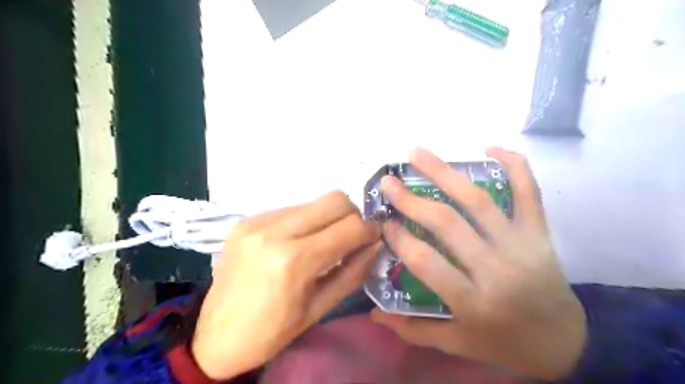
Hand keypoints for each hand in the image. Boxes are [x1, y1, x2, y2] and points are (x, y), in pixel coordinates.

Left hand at [192, 192, 382, 381]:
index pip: (350, 226)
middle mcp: (275, 231)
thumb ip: (353, 272)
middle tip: (350, 237)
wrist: (216, 336)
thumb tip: (376, 244)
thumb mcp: (320, 308)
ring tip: (321, 242)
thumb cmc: (272, 331)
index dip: (370, 230)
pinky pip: (290, 209)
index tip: (373, 238)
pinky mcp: (246, 220)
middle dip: (352, 216)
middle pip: (334, 200)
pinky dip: (304, 222)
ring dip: (327, 218)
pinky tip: (296, 243)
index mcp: (294, 261)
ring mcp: (257, 221)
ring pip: (313, 202)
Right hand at [372, 147, 584, 380]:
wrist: (566, 341)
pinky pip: (529, 192)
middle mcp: (495, 268)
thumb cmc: (504, 342)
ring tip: (418, 153)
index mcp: (472, 300)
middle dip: (412, 200)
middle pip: (448, 224)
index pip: (426, 262)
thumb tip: (374, 313)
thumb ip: (413, 329)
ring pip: (478, 201)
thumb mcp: (457, 343)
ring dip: (445, 173)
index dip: (400, 239)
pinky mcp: (539, 233)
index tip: (383, 222)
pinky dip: (514, 165)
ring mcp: (520, 245)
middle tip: (389, 182)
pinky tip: (490, 148)